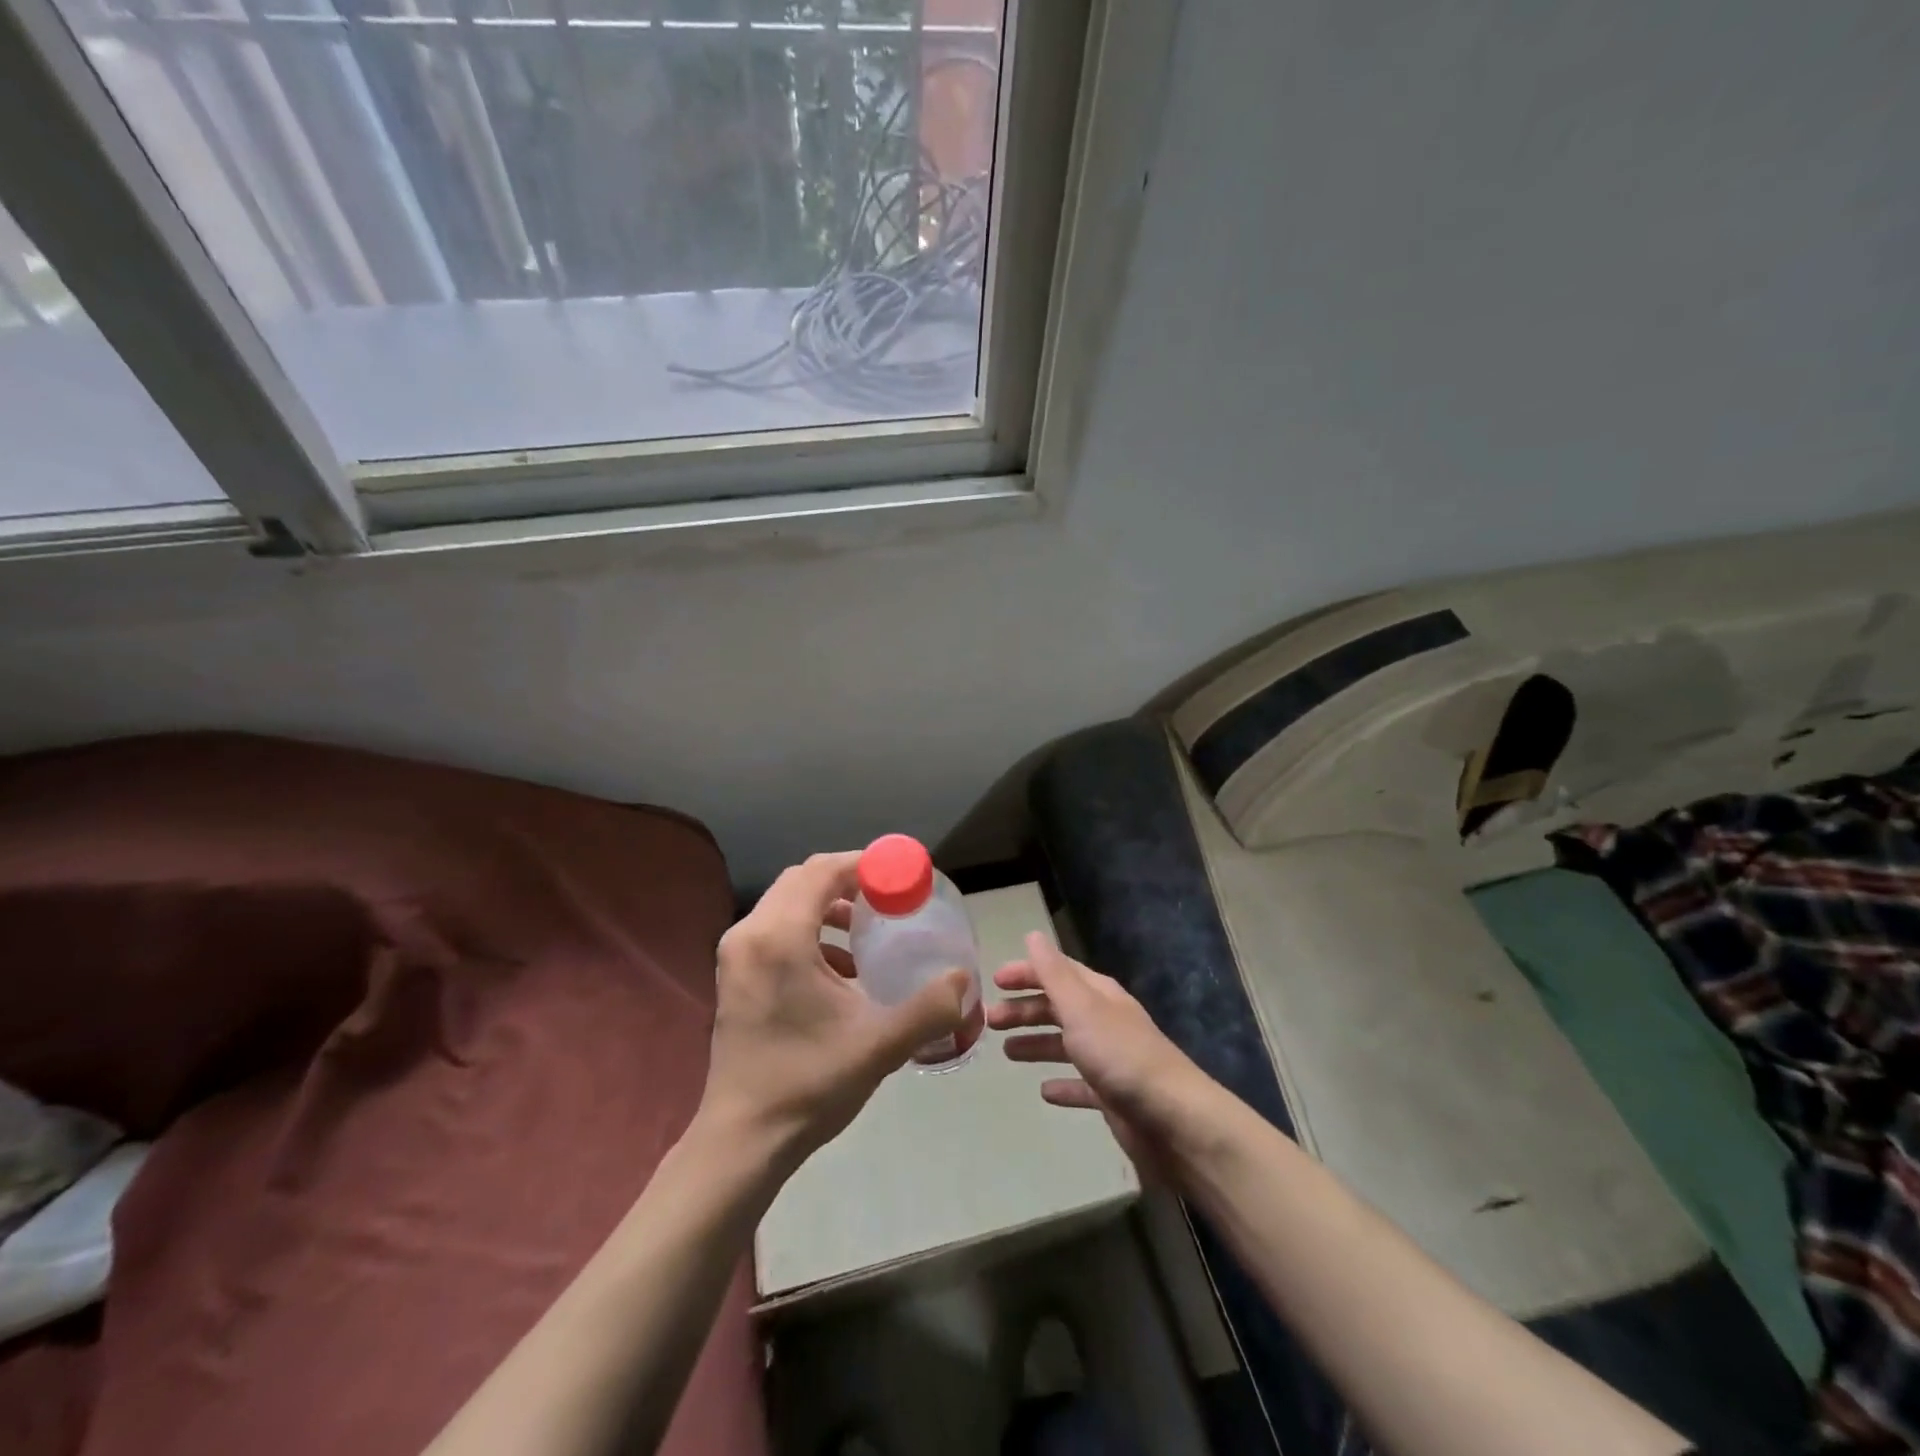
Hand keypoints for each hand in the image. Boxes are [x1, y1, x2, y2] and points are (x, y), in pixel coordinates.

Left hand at [697, 852, 969, 1173]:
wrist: (741, 1141)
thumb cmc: (807, 1085)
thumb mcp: (878, 1046)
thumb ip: (928, 1008)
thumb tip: (965, 979)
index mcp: (779, 938)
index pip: (822, 871)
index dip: (866, 864)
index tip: (904, 875)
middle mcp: (750, 933)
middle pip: (803, 880)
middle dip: (849, 881)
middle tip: (891, 897)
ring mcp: (736, 954)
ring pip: (788, 903)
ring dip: (829, 905)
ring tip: (869, 929)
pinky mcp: (734, 975)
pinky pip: (776, 929)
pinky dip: (810, 930)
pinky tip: (842, 968)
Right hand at [987, 932, 1215, 1179]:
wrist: (1172, 1119)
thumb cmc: (1120, 1055)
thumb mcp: (1081, 1007)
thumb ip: (1054, 973)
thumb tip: (1033, 935)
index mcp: (1098, 995)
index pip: (1058, 972)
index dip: (1027, 973)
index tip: (994, 981)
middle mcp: (1104, 1021)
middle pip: (1058, 1008)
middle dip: (1024, 1010)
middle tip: (990, 1021)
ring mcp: (1109, 1060)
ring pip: (1065, 1044)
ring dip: (1036, 1043)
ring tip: (1006, 1052)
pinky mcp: (1112, 1097)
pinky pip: (1080, 1085)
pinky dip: (1061, 1085)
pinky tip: (1044, 1092)